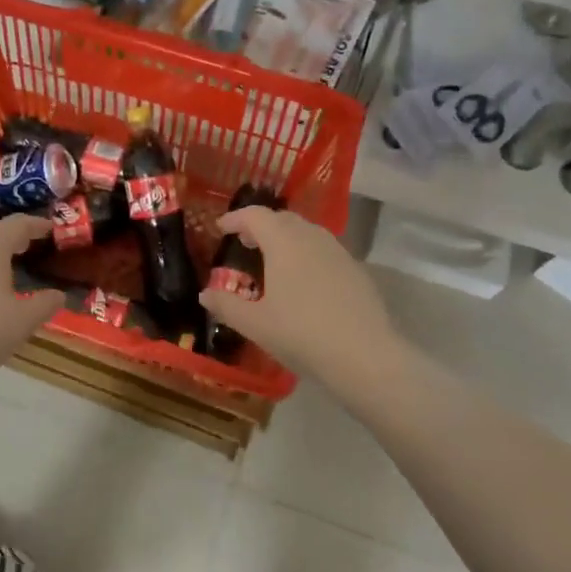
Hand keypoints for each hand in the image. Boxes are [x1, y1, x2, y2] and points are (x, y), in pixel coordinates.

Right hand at [198, 207, 398, 383]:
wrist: (365, 356)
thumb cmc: (301, 334)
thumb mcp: (255, 324)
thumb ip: (226, 305)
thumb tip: (205, 294)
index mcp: (283, 242)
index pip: (255, 216)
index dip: (235, 218)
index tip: (221, 228)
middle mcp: (312, 237)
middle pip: (282, 219)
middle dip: (261, 226)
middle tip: (245, 242)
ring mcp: (338, 252)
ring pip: (307, 232)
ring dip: (286, 238)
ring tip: (273, 261)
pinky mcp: (357, 270)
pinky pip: (324, 251)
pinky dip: (307, 254)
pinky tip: (304, 282)